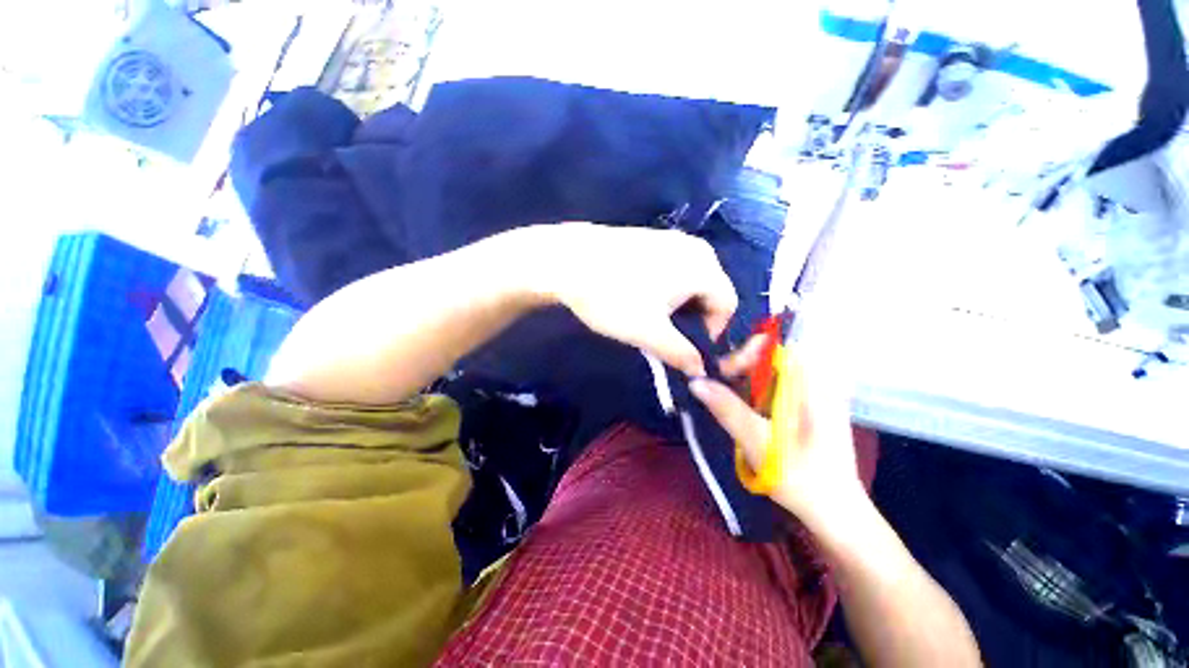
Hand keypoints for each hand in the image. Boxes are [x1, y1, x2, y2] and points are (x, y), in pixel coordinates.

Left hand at [508, 223, 737, 376]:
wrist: (568, 261)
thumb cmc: (614, 297)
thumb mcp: (650, 333)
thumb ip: (681, 354)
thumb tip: (700, 370)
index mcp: (704, 266)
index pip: (727, 305)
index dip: (713, 332)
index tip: (686, 346)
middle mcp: (695, 247)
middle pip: (710, 292)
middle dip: (694, 318)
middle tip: (667, 333)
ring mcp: (671, 239)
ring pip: (690, 281)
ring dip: (678, 304)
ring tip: (651, 317)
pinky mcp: (650, 238)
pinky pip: (673, 268)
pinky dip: (666, 288)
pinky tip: (639, 295)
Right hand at [689, 335, 864, 527]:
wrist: (835, 511)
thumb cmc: (802, 479)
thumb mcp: (759, 443)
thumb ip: (727, 409)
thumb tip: (695, 381)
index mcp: (812, 384)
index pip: (773, 347)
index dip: (742, 354)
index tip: (721, 375)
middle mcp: (817, 380)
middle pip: (769, 357)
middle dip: (739, 370)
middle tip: (717, 390)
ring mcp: (814, 393)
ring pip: (769, 372)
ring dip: (744, 382)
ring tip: (726, 401)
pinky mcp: (807, 405)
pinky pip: (775, 386)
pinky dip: (754, 393)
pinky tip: (744, 410)